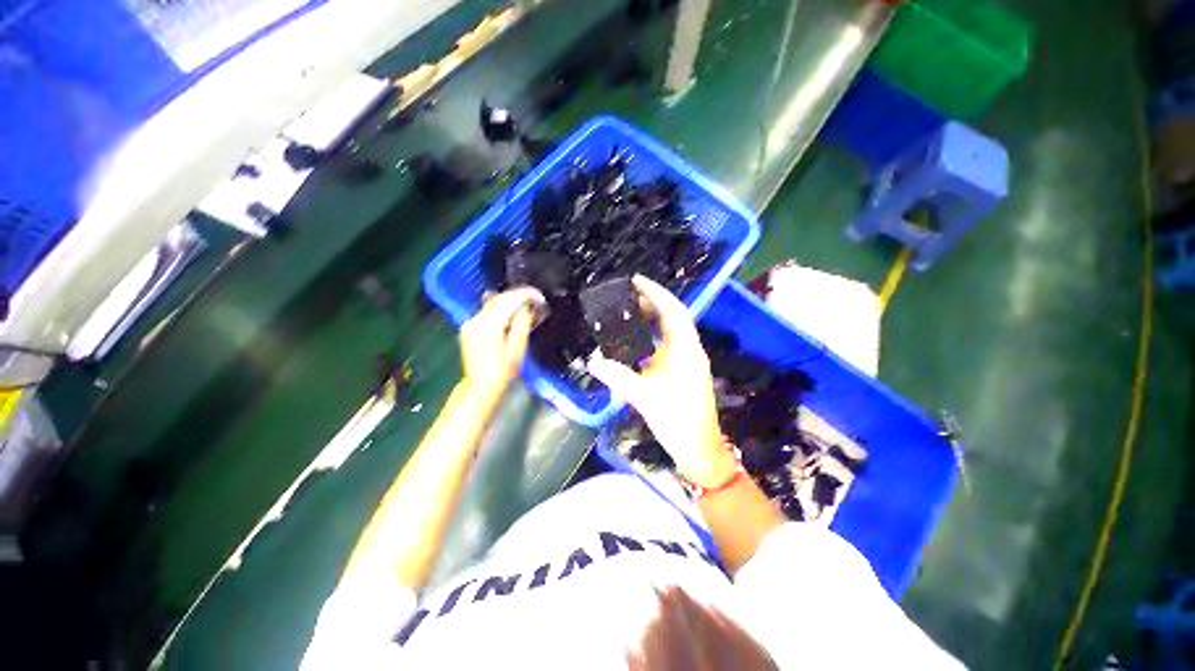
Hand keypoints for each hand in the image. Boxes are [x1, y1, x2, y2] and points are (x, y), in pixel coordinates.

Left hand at [460, 287, 545, 401]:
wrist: (481, 387)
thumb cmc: (502, 372)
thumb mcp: (517, 349)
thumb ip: (522, 324)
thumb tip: (527, 308)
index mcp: (489, 324)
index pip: (510, 300)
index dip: (527, 295)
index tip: (541, 298)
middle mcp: (476, 320)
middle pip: (500, 298)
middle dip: (519, 296)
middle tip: (537, 299)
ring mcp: (470, 324)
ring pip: (493, 303)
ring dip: (511, 301)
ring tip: (528, 305)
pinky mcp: (469, 329)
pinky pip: (487, 312)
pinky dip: (501, 309)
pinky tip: (513, 314)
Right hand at [587, 275, 735, 485]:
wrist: (698, 450)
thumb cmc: (679, 422)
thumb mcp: (646, 397)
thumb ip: (619, 377)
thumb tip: (593, 361)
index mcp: (688, 351)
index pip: (674, 312)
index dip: (657, 293)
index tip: (637, 281)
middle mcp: (688, 352)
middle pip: (669, 319)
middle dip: (649, 306)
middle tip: (624, 298)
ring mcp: (684, 363)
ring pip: (664, 335)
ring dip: (646, 324)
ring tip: (624, 317)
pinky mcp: (677, 374)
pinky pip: (660, 351)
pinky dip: (645, 344)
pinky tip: (629, 346)